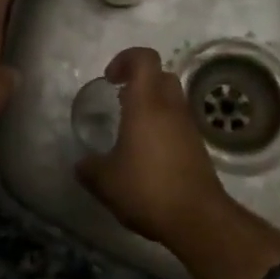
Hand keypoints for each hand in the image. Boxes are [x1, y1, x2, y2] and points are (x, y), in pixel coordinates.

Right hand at [75, 47, 229, 247]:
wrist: (198, 219)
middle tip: (120, 99)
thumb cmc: (147, 189)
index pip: (144, 58)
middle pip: (161, 74)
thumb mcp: (105, 181)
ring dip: (152, 103)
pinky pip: (178, 121)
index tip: (110, 80)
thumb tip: (81, 164)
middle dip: (139, 80)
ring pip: (172, 98)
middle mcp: (170, 107)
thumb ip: (89, 168)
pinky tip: (147, 152)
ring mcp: (188, 126)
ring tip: (131, 128)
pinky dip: (163, 125)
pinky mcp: (197, 146)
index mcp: (146, 104)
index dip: (125, 59)